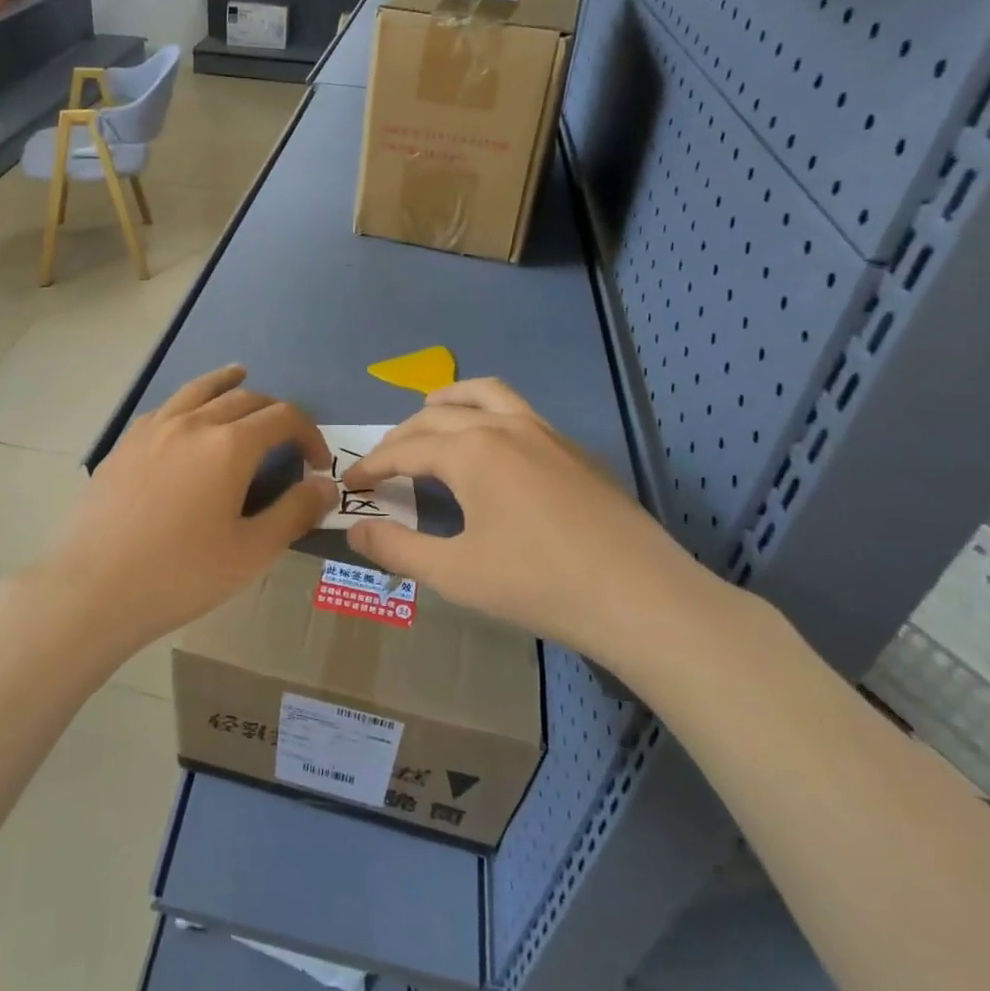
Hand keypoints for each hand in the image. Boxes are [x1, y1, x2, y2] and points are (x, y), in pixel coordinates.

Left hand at [41, 365, 336, 656]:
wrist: (95, 588)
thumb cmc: (181, 574)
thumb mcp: (251, 552)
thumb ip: (295, 512)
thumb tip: (327, 485)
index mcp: (230, 445)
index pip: (283, 417)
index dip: (309, 434)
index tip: (317, 463)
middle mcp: (193, 423)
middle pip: (244, 398)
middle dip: (274, 412)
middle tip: (286, 438)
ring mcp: (153, 428)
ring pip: (199, 390)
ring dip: (227, 382)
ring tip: (240, 375)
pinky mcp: (125, 443)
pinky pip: (166, 407)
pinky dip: (189, 400)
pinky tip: (187, 415)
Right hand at [343, 378, 718, 670]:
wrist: (640, 596)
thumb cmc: (538, 584)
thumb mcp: (454, 574)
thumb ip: (397, 550)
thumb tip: (355, 532)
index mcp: (470, 451)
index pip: (405, 450)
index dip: (372, 466)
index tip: (349, 482)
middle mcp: (504, 426)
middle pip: (437, 416)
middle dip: (401, 436)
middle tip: (382, 462)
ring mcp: (545, 432)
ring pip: (485, 394)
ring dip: (449, 400)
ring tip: (429, 413)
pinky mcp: (573, 448)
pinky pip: (518, 410)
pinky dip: (488, 412)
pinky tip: (492, 447)